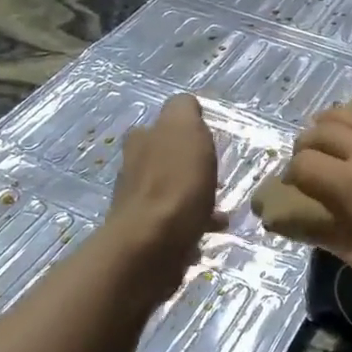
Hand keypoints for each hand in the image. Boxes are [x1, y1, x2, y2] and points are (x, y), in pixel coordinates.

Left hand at [103, 94, 225, 291]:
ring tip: (219, 207)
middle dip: (189, 165)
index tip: (209, 143)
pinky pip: (176, 222)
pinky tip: (210, 231)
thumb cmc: (175, 183)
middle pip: (166, 158)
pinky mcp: (146, 234)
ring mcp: (137, 203)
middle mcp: (133, 167)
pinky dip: (193, 223)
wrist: (152, 246)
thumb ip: (184, 110)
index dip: (188, 130)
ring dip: (194, 196)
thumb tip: (186, 105)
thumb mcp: (184, 129)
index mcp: (141, 140)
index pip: (165, 124)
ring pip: (172, 191)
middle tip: (215, 176)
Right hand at [283, 96, 351, 303]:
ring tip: (333, 142)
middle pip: (321, 130)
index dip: (291, 177)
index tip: (295, 191)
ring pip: (351, 111)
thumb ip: (336, 244)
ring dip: (331, 124)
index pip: (303, 164)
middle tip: (310, 166)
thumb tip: (307, 228)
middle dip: (305, 146)